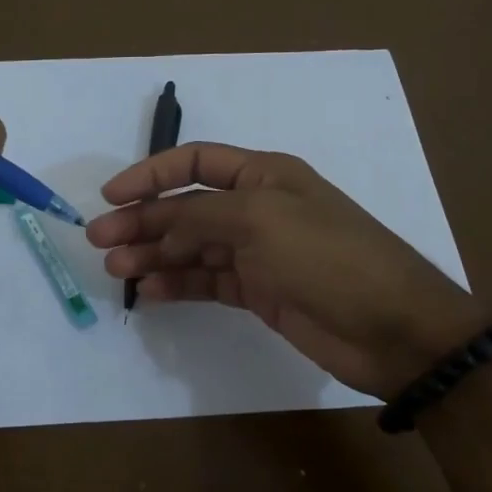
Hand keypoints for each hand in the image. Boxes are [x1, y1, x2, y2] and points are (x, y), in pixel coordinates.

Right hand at [86, 143, 482, 397]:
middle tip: (99, 241)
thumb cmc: (327, 257)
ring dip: (154, 255)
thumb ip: (199, 216)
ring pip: (192, 248)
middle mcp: (258, 208)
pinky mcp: (260, 292)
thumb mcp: (259, 221)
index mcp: (264, 175)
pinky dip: (179, 285)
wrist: (391, 328)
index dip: (151, 174)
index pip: (196, 163)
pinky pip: (208, 281)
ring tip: (118, 270)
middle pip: (187, 208)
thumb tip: (153, 221)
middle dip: (143, 221)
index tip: (111, 197)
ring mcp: (259, 253)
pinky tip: (151, 293)